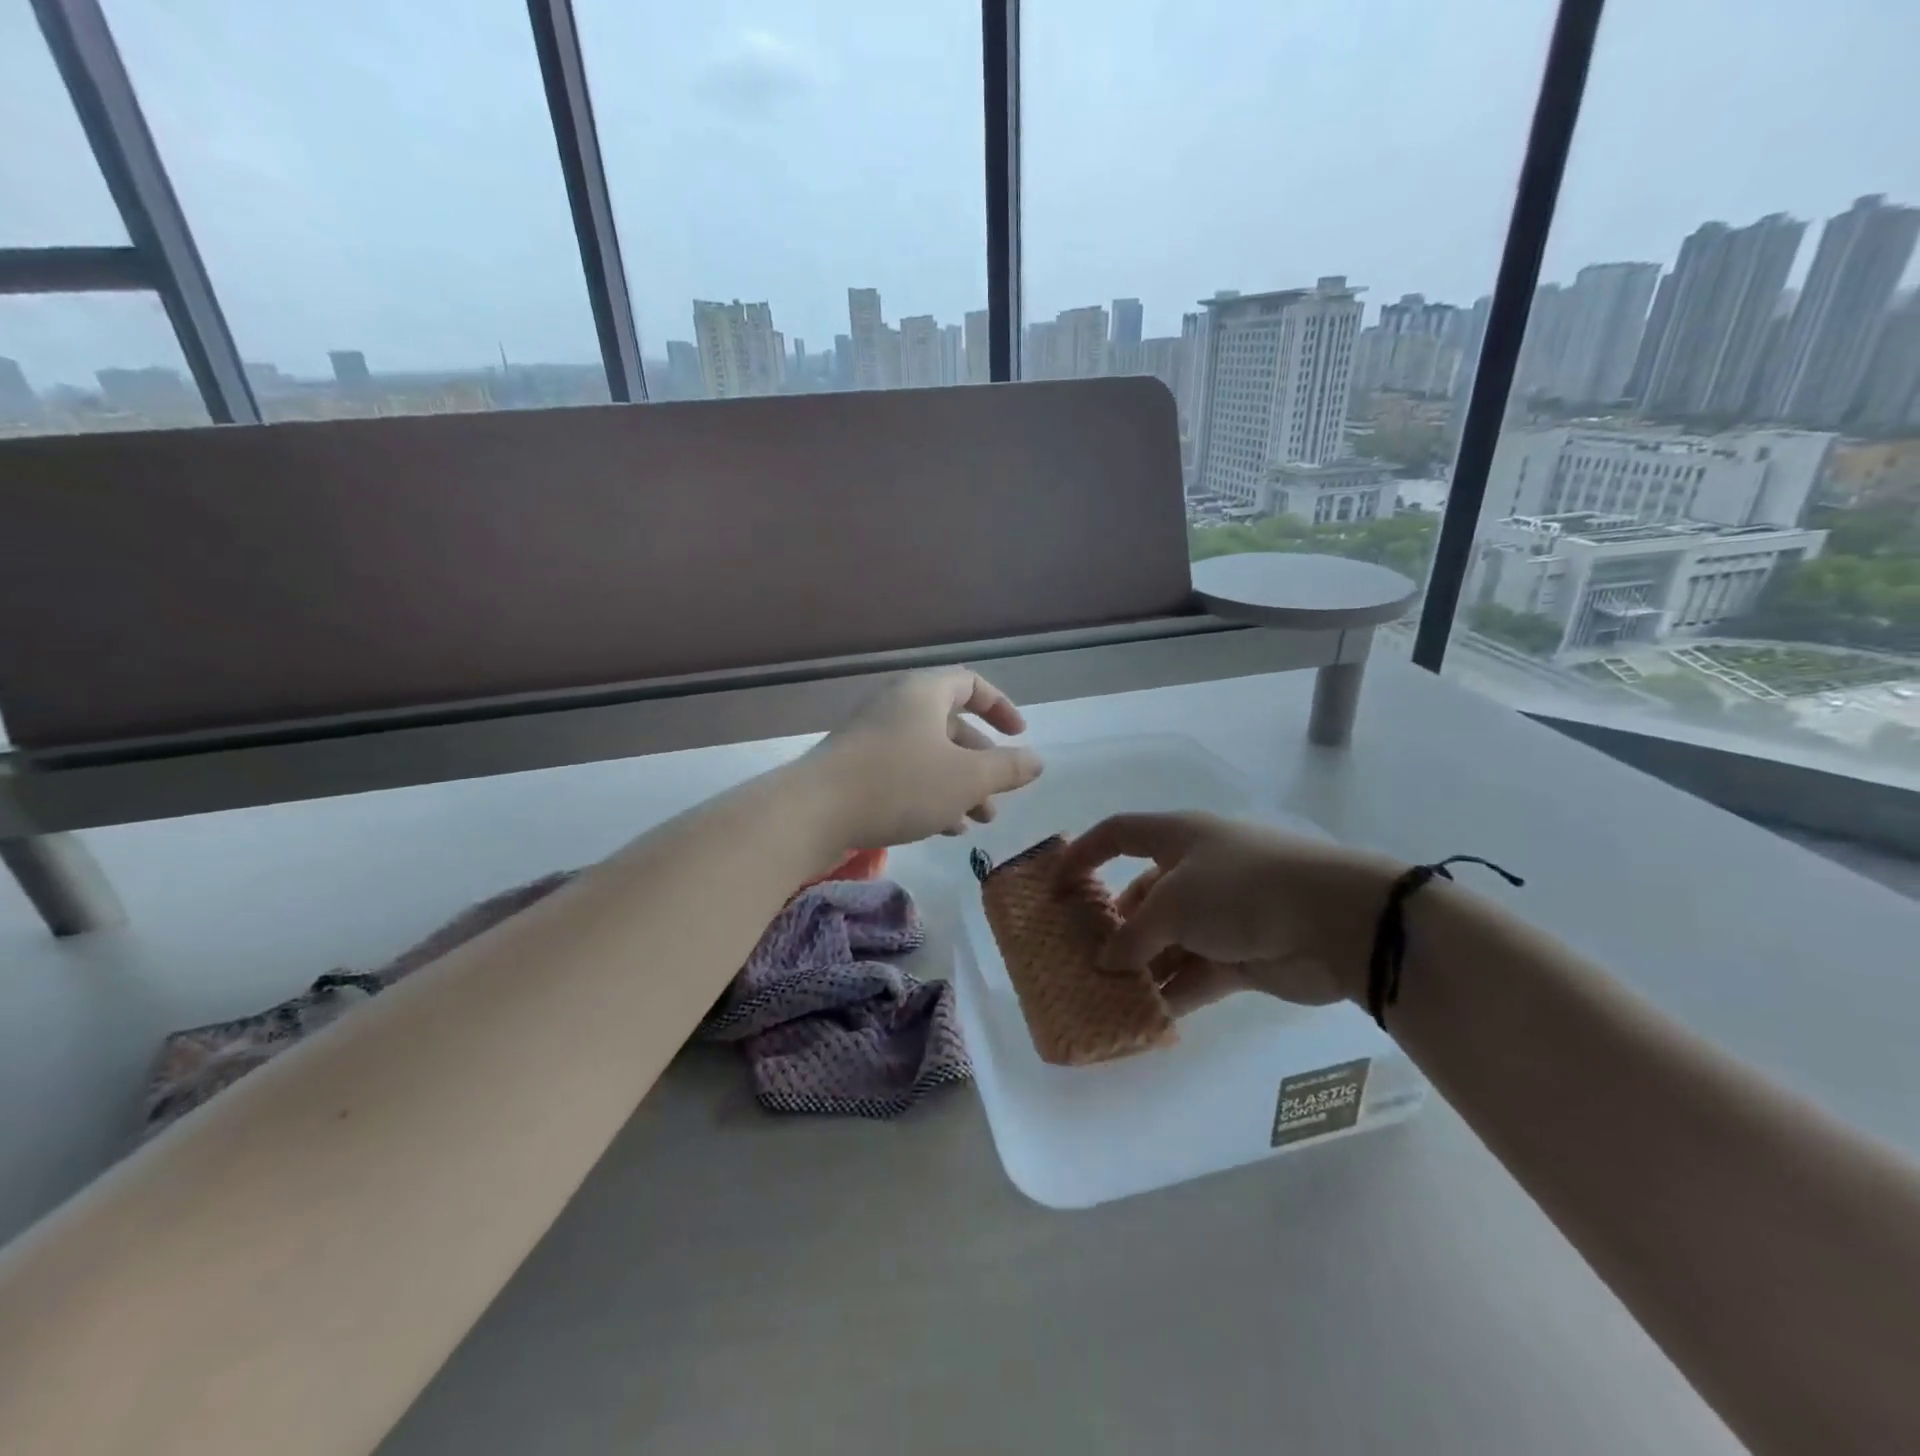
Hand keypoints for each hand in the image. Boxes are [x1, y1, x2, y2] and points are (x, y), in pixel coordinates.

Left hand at [806, 669, 1043, 849]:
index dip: (1001, 708)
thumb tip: (1037, 760)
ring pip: (928, 755)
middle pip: (951, 726)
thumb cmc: (900, 783)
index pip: (971, 684)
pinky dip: (929, 794)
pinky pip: (903, 772)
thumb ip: (1007, 768)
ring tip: (978, 821)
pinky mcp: (854, 768)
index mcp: (924, 693)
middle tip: (998, 797)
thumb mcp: (966, 778)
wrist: (813, 812)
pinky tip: (944, 828)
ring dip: (958, 785)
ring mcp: (871, 737)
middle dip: (981, 763)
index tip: (1019, 736)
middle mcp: (896, 706)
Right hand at [1059, 812, 1397, 1012]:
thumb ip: (1133, 935)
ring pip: (1167, 940)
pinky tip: (1144, 1018)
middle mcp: (1196, 871)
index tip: (1054, 888)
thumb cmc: (1242, 889)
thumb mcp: (1174, 904)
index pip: (1118, 834)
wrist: (1336, 922)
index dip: (1083, 854)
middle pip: (1142, 895)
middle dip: (1113, 926)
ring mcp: (1221, 915)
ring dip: (1140, 967)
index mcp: (1178, 837)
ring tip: (1105, 995)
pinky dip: (1171, 992)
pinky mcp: (1242, 955)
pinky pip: (1194, 973)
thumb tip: (1107, 961)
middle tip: (1082, 957)